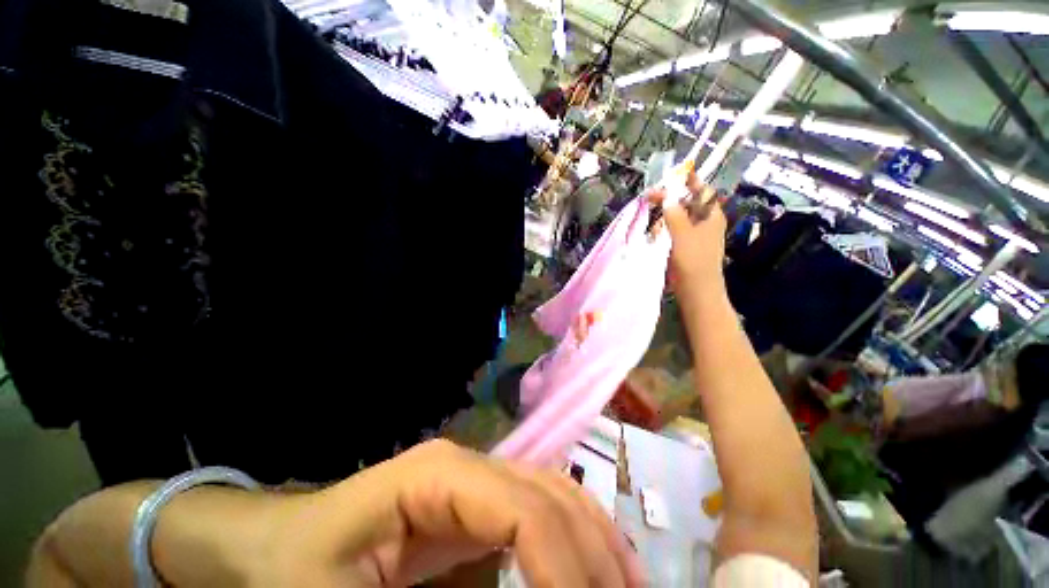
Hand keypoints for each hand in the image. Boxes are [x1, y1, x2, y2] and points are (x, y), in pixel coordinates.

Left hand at [267, 440, 643, 586]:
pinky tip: (592, 560)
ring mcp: (473, 477)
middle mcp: (468, 464)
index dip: (564, 565)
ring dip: (593, 535)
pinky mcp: (473, 499)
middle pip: (545, 493)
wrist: (277, 546)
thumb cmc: (295, 576)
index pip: (521, 507)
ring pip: (551, 490)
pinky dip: (572, 532)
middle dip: (592, 553)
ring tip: (630, 582)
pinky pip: (537, 505)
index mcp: (439, 475)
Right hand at [648, 170, 726, 291]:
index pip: (702, 191)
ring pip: (680, 217)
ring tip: (650, 212)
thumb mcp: (683, 234)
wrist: (696, 289)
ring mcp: (695, 235)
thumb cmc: (693, 260)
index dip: (690, 181)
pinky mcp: (685, 246)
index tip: (673, 175)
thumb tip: (667, 198)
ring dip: (666, 213)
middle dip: (671, 198)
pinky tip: (654, 230)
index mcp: (711, 216)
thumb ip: (675, 215)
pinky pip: (675, 230)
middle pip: (689, 203)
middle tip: (650, 196)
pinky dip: (665, 227)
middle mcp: (705, 223)